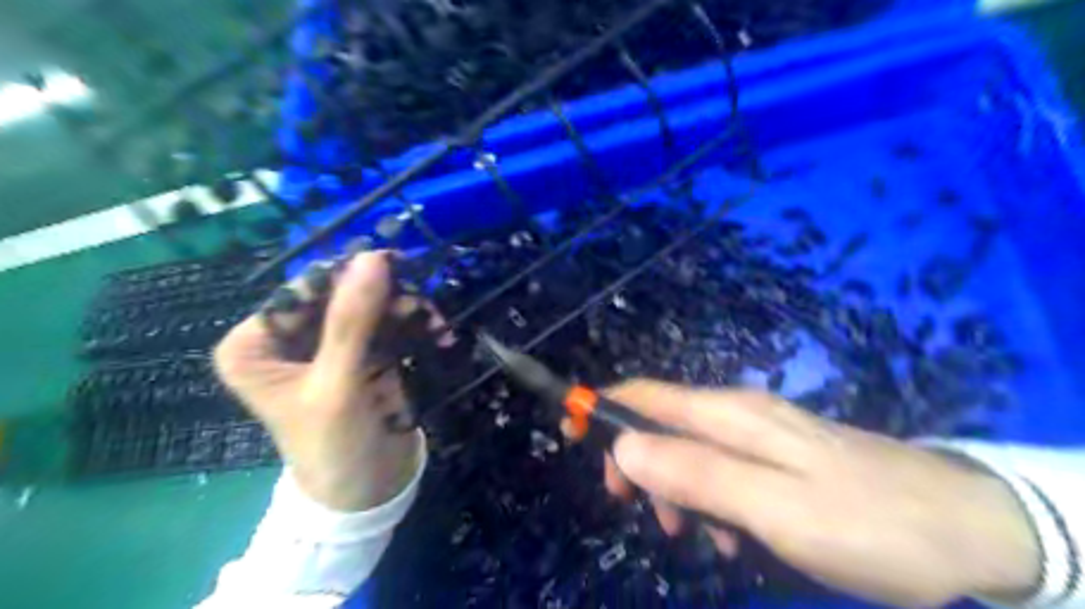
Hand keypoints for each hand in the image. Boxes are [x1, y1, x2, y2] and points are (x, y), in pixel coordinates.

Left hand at [211, 253, 428, 512]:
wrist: (368, 492)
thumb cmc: (333, 446)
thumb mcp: (337, 384)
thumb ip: (352, 320)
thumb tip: (372, 256)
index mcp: (257, 343)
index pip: (304, 290)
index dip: (348, 275)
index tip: (395, 266)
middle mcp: (290, 337)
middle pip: (341, 294)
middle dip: (385, 295)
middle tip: (422, 301)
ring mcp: (331, 344)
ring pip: (372, 305)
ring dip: (407, 309)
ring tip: (436, 322)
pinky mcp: (365, 353)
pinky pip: (391, 323)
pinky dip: (416, 325)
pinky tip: (439, 333)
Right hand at [607, 381, 1038, 607]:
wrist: (969, 527)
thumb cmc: (867, 521)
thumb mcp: (775, 507)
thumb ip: (696, 474)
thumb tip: (625, 447)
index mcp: (729, 415)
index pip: (644, 394)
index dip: (600, 407)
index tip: (569, 434)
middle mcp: (737, 413)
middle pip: (659, 420)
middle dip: (633, 458)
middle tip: (634, 509)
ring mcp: (760, 433)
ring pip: (687, 448)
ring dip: (672, 486)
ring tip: (691, 537)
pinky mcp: (778, 456)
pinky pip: (721, 468)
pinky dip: (708, 498)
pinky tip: (733, 537)